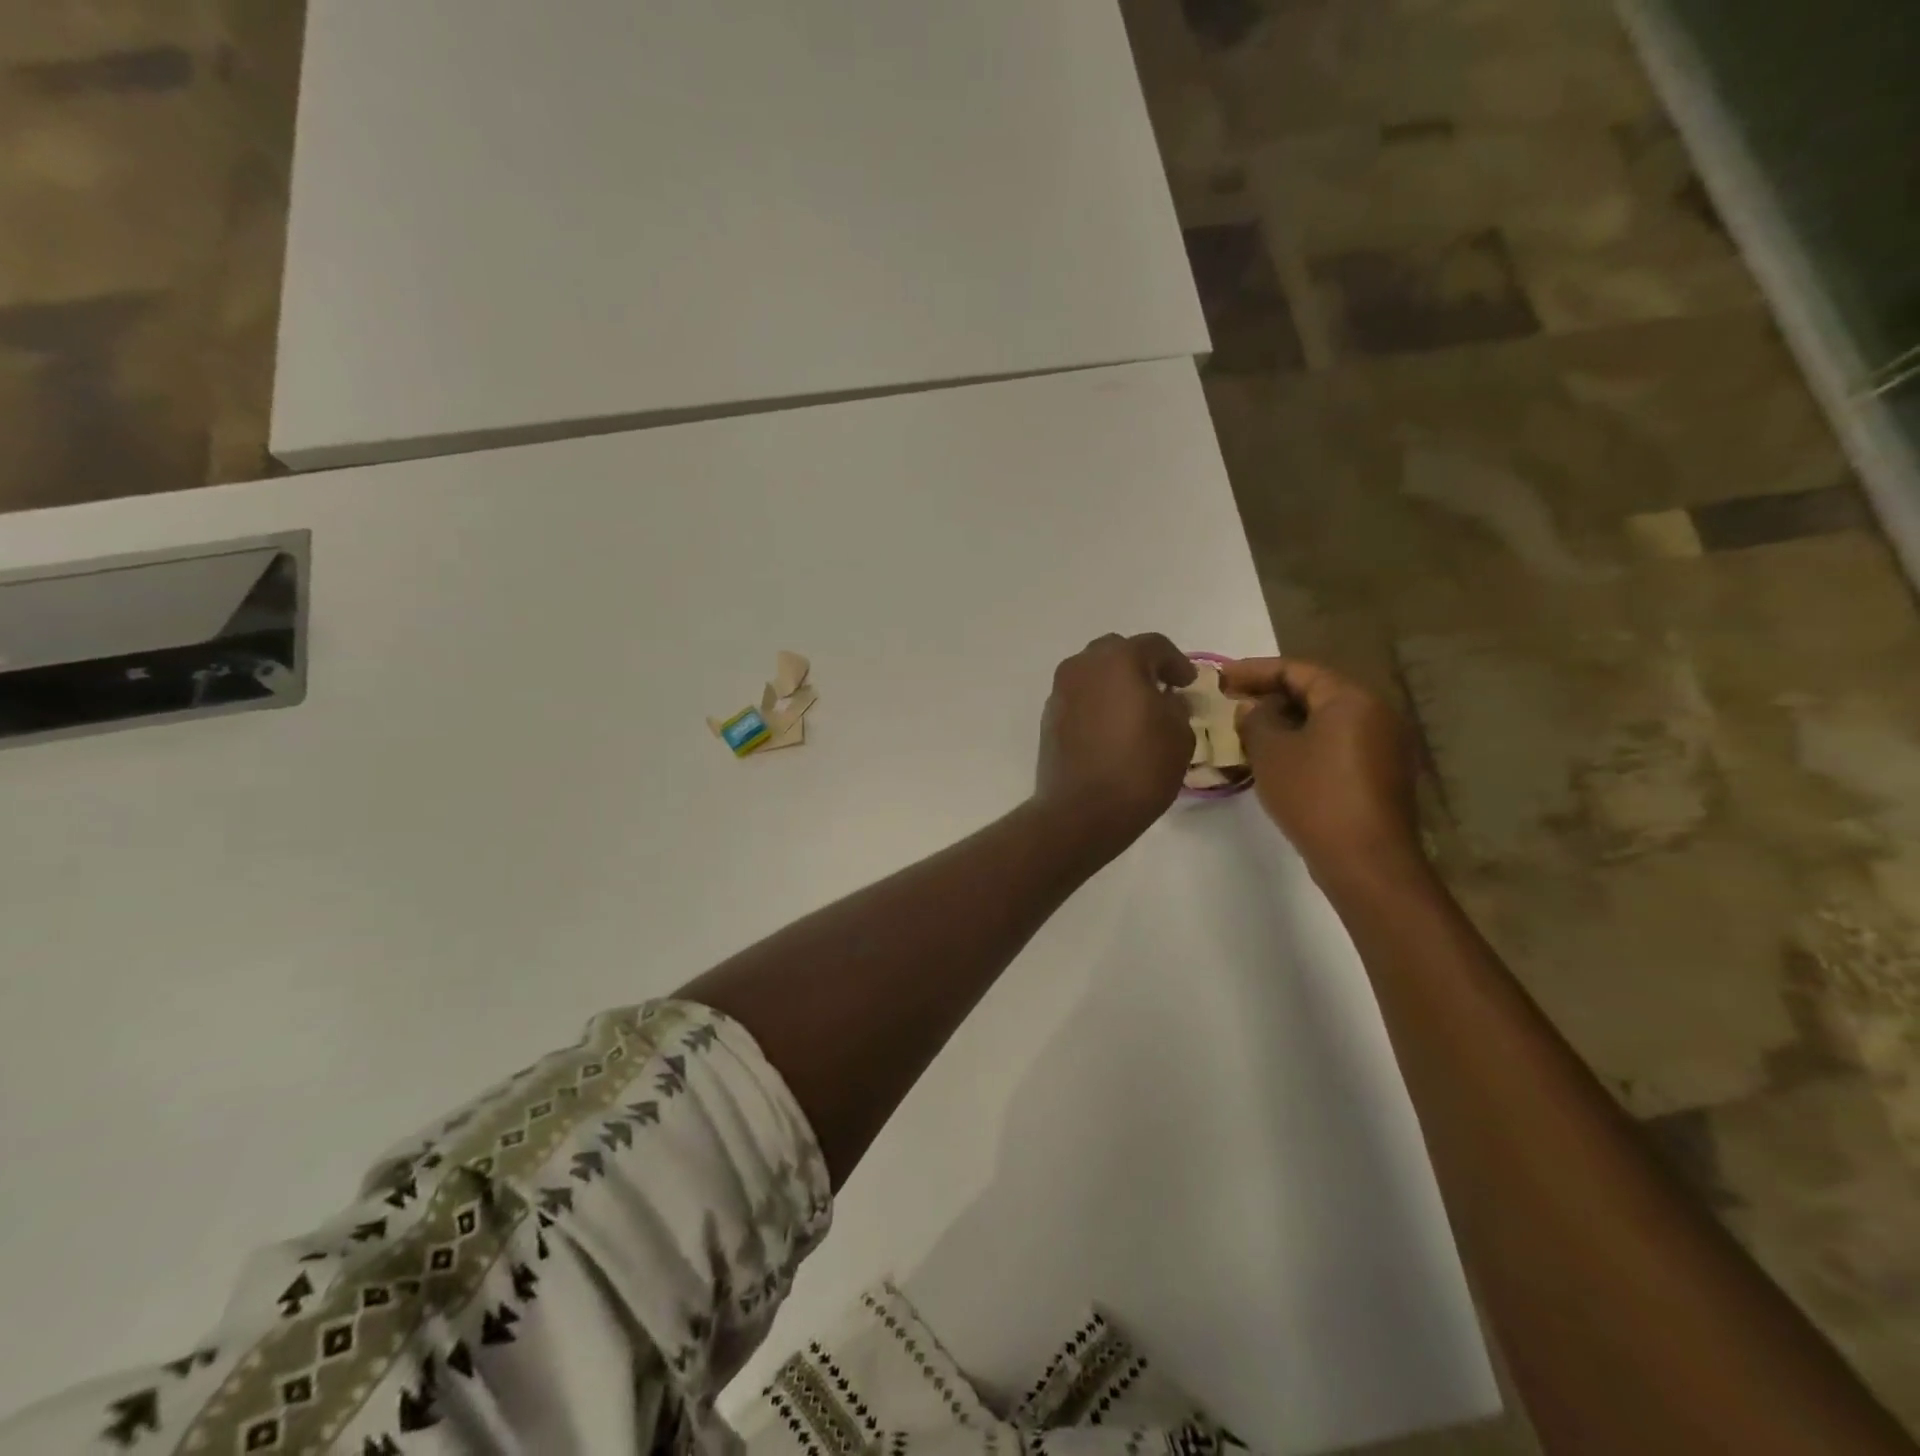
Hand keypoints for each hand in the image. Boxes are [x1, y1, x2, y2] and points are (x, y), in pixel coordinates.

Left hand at [1036, 633, 1196, 849]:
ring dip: (1114, 683)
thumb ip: (1176, 707)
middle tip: (1159, 689)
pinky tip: (1110, 728)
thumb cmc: (1139, 768)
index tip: (1187, 683)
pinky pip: (1078, 698)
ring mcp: (1060, 691)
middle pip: (1116, 652)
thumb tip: (1167, 700)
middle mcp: (1083, 666)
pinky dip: (1096, 703)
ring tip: (1134, 709)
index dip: (1176, 663)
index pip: (1154, 646)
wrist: (1081, 811)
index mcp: (1119, 660)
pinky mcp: (1048, 718)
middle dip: (1140, 665)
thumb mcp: (1179, 736)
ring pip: (1092, 674)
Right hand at [1220, 657, 1424, 886]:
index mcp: (1350, 699)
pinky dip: (1305, 742)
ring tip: (1248, 730)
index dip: (1254, 670)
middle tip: (1232, 702)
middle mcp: (1375, 713)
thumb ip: (1256, 720)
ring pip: (1325, 720)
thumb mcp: (1271, 752)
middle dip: (1270, 695)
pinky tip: (1277, 758)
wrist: (1366, 860)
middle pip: (1315, 692)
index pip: (1297, 670)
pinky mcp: (1381, 774)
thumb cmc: (1314, 795)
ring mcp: (1383, 745)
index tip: (1221, 676)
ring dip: (1286, 721)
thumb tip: (1253, 708)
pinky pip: (1336, 744)